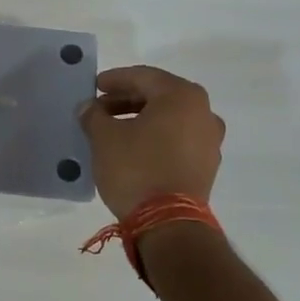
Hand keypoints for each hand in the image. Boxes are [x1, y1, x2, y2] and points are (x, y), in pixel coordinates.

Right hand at [81, 66, 224, 219]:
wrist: (168, 223)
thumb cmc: (136, 168)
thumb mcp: (104, 137)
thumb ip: (94, 115)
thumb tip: (89, 108)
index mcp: (182, 96)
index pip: (143, 76)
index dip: (115, 79)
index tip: (94, 86)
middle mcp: (203, 113)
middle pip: (159, 96)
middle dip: (127, 100)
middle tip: (100, 108)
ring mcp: (209, 141)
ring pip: (169, 119)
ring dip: (140, 119)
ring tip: (112, 129)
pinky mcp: (206, 166)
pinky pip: (177, 139)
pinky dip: (155, 137)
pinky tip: (132, 147)